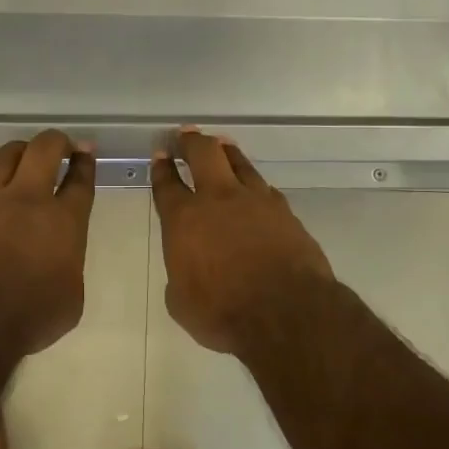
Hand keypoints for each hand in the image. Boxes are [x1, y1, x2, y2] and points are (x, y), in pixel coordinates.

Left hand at [0, 130, 95, 354]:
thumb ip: (68, 272)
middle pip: (43, 151)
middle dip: (54, 141)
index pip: (80, 181)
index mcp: (64, 222)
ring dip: (14, 152)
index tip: (86, 152)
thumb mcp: (70, 302)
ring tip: (18, 153)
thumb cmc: (28, 317)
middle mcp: (26, 201)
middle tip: (58, 144)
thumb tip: (58, 266)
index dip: (85, 163)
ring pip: (1, 158)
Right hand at [150, 128, 334, 355]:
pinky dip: (253, 182)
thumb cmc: (223, 312)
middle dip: (191, 140)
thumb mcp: (181, 302)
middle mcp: (218, 199)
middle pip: (203, 153)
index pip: (167, 183)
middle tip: (186, 134)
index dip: (161, 166)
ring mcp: (255, 201)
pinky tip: (253, 186)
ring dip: (225, 151)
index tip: (160, 153)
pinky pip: (264, 187)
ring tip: (220, 145)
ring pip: (238, 161)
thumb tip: (188, 267)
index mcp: (184, 219)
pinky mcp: (284, 211)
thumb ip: (180, 274)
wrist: (287, 313)